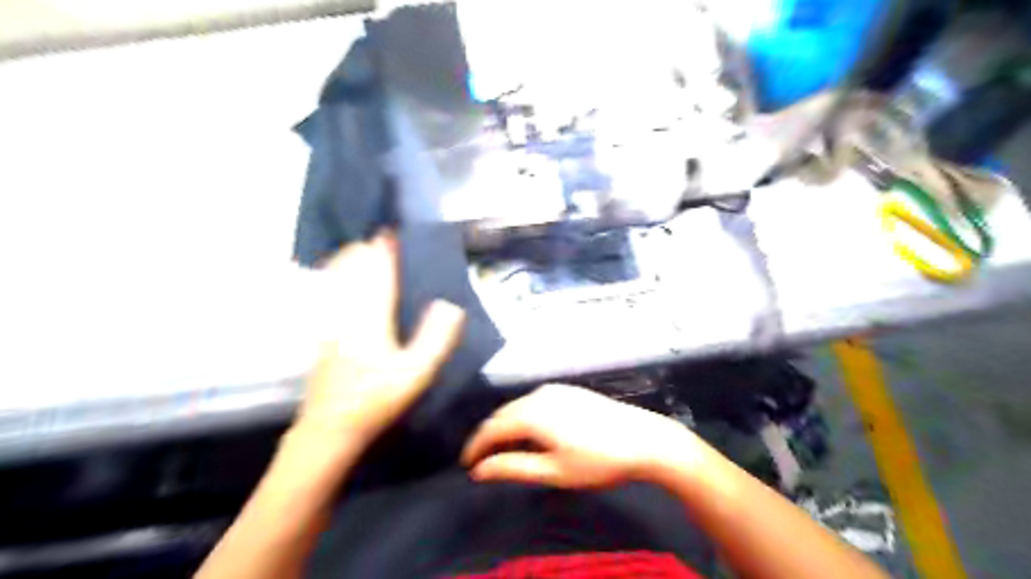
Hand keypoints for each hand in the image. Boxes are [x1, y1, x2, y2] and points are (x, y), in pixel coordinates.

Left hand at [295, 233, 462, 450]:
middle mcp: (346, 311)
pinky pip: (329, 293)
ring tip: (366, 253)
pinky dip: (338, 278)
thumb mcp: (417, 374)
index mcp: (371, 316)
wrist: (330, 428)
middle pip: (352, 267)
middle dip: (366, 249)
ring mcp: (330, 322)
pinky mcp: (323, 334)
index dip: (385, 248)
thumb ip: (436, 338)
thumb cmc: (377, 400)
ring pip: (337, 278)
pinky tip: (345, 283)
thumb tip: (450, 305)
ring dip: (351, 260)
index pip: (377, 270)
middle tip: (384, 241)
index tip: (393, 231)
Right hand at [465, 384, 700, 488]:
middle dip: (490, 437)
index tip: (467, 465)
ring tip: (510, 453)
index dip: (475, 447)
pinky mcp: (568, 390)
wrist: (643, 439)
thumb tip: (480, 470)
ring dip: (508, 428)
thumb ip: (513, 467)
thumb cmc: (597, 460)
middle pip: (502, 414)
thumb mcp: (553, 471)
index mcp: (531, 414)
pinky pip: (535, 403)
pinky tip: (534, 436)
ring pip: (518, 407)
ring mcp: (555, 389)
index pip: (490, 428)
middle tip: (486, 463)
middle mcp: (538, 395)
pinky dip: (525, 419)